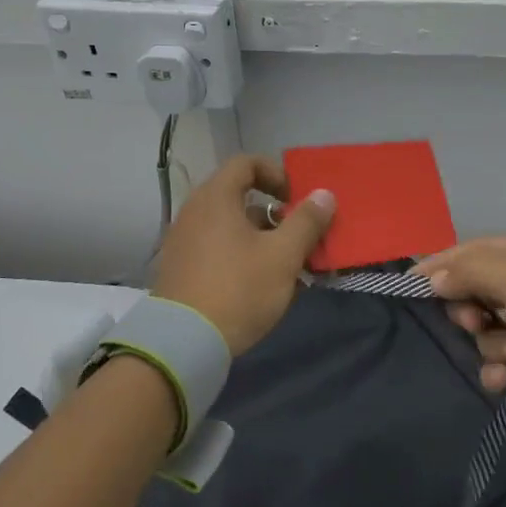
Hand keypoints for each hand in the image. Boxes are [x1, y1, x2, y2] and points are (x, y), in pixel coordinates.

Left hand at [153, 154, 335, 354]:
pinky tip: (264, 287)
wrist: (184, 343)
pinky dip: (243, 257)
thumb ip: (306, 221)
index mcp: (216, 198)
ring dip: (263, 239)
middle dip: (275, 214)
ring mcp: (184, 241)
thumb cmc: (239, 289)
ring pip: (231, 227)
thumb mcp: (283, 255)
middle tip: (298, 236)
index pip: (246, 163)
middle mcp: (194, 212)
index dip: (276, 173)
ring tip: (288, 268)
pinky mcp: (181, 269)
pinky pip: (218, 250)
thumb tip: (324, 194)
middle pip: (240, 197)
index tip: (296, 200)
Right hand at [414, 237, 505, 432]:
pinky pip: (501, 361)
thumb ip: (473, 272)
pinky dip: (499, 369)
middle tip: (473, 324)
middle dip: (465, 310)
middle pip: (472, 292)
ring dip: (489, 344)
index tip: (405, 289)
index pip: (470, 252)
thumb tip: (432, 276)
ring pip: (484, 331)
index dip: (438, 267)